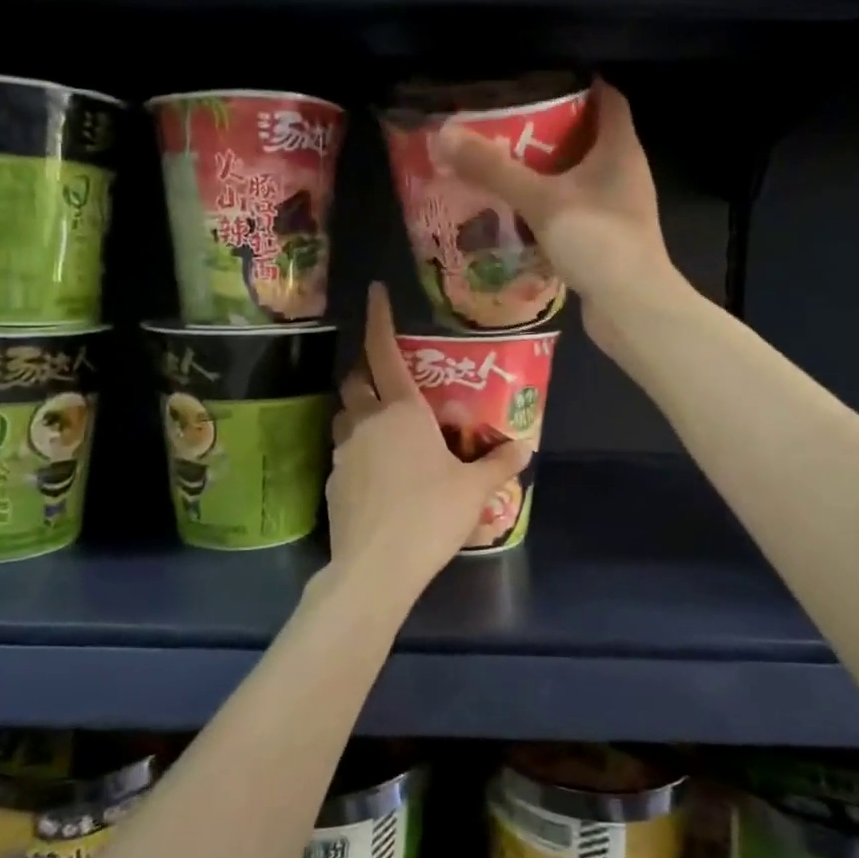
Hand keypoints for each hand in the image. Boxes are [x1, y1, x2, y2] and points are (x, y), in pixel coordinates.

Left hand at [327, 284, 530, 590]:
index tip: (374, 291)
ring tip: (384, 425)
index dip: (378, 318)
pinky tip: (379, 473)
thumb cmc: (430, 516)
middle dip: (367, 368)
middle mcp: (367, 421)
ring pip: (346, 415)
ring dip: (360, 409)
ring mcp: (344, 450)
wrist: (376, 567)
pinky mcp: (333, 480)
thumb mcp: (474, 490)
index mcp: (402, 410)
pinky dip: (359, 448)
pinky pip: (344, 451)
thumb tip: (525, 447)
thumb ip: (499, 464)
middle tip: (387, 373)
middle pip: (356, 379)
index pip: (384, 351)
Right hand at [434, 78, 673, 333]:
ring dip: (547, 172)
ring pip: (580, 177)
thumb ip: (494, 169)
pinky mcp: (608, 238)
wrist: (632, 308)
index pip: (607, 98)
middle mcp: (624, 173)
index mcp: (619, 149)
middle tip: (505, 127)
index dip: (577, 84)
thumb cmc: (597, 241)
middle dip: (549, 130)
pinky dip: (550, 207)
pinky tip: (518, 215)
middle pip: (588, 137)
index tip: (537, 84)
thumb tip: (445, 136)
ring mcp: (618, 208)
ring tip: (503, 168)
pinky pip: (575, 210)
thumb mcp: (540, 200)